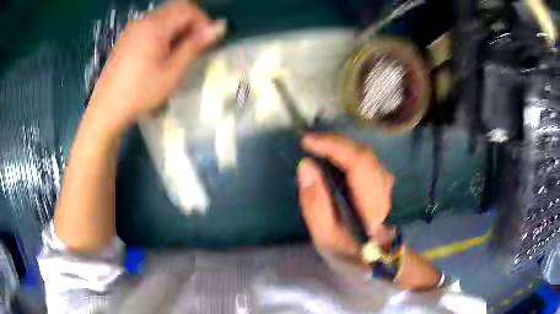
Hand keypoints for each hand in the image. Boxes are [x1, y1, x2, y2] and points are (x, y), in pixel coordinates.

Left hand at [88, 1, 220, 128]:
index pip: (188, 9)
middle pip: (176, 7)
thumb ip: (195, 46)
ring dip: (178, 26)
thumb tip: (218, 28)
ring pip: (164, 14)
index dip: (203, 21)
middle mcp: (143, 20)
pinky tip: (161, 51)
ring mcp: (133, 27)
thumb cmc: (141, 92)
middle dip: (191, 21)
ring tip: (178, 50)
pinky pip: (152, 23)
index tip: (206, 41)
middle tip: (194, 44)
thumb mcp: (172, 72)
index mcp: (155, 26)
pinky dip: (164, 30)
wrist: (107, 108)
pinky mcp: (127, 36)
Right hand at [297, 134, 394, 259]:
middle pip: (363, 154)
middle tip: (308, 141)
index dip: (334, 147)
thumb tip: (306, 165)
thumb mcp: (323, 234)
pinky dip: (346, 151)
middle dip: (334, 142)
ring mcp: (385, 183)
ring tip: (317, 146)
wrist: (371, 254)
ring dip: (340, 145)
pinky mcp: (381, 179)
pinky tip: (333, 155)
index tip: (307, 142)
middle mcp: (383, 190)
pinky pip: (364, 158)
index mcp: (371, 207)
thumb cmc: (346, 249)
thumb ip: (315, 202)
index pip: (358, 165)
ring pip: (365, 153)